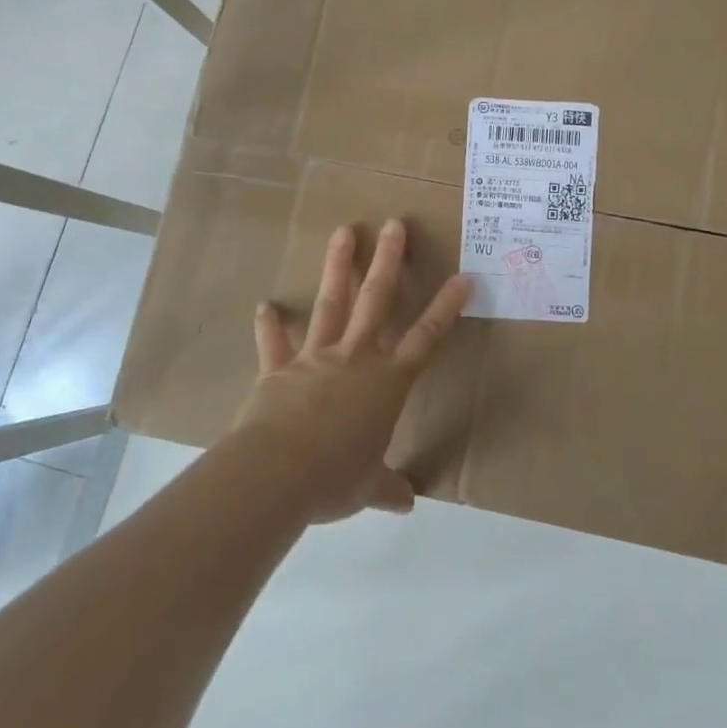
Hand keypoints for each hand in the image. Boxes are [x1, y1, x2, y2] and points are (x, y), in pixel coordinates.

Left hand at [234, 219, 470, 524]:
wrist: (276, 474)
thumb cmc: (335, 478)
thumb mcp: (366, 487)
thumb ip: (386, 487)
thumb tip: (405, 503)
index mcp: (387, 383)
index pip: (426, 338)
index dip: (446, 308)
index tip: (462, 277)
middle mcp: (356, 359)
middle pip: (377, 301)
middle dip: (388, 261)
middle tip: (394, 224)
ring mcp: (316, 358)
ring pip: (332, 304)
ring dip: (339, 267)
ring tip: (344, 231)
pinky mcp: (279, 369)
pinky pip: (274, 344)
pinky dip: (269, 326)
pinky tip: (264, 306)